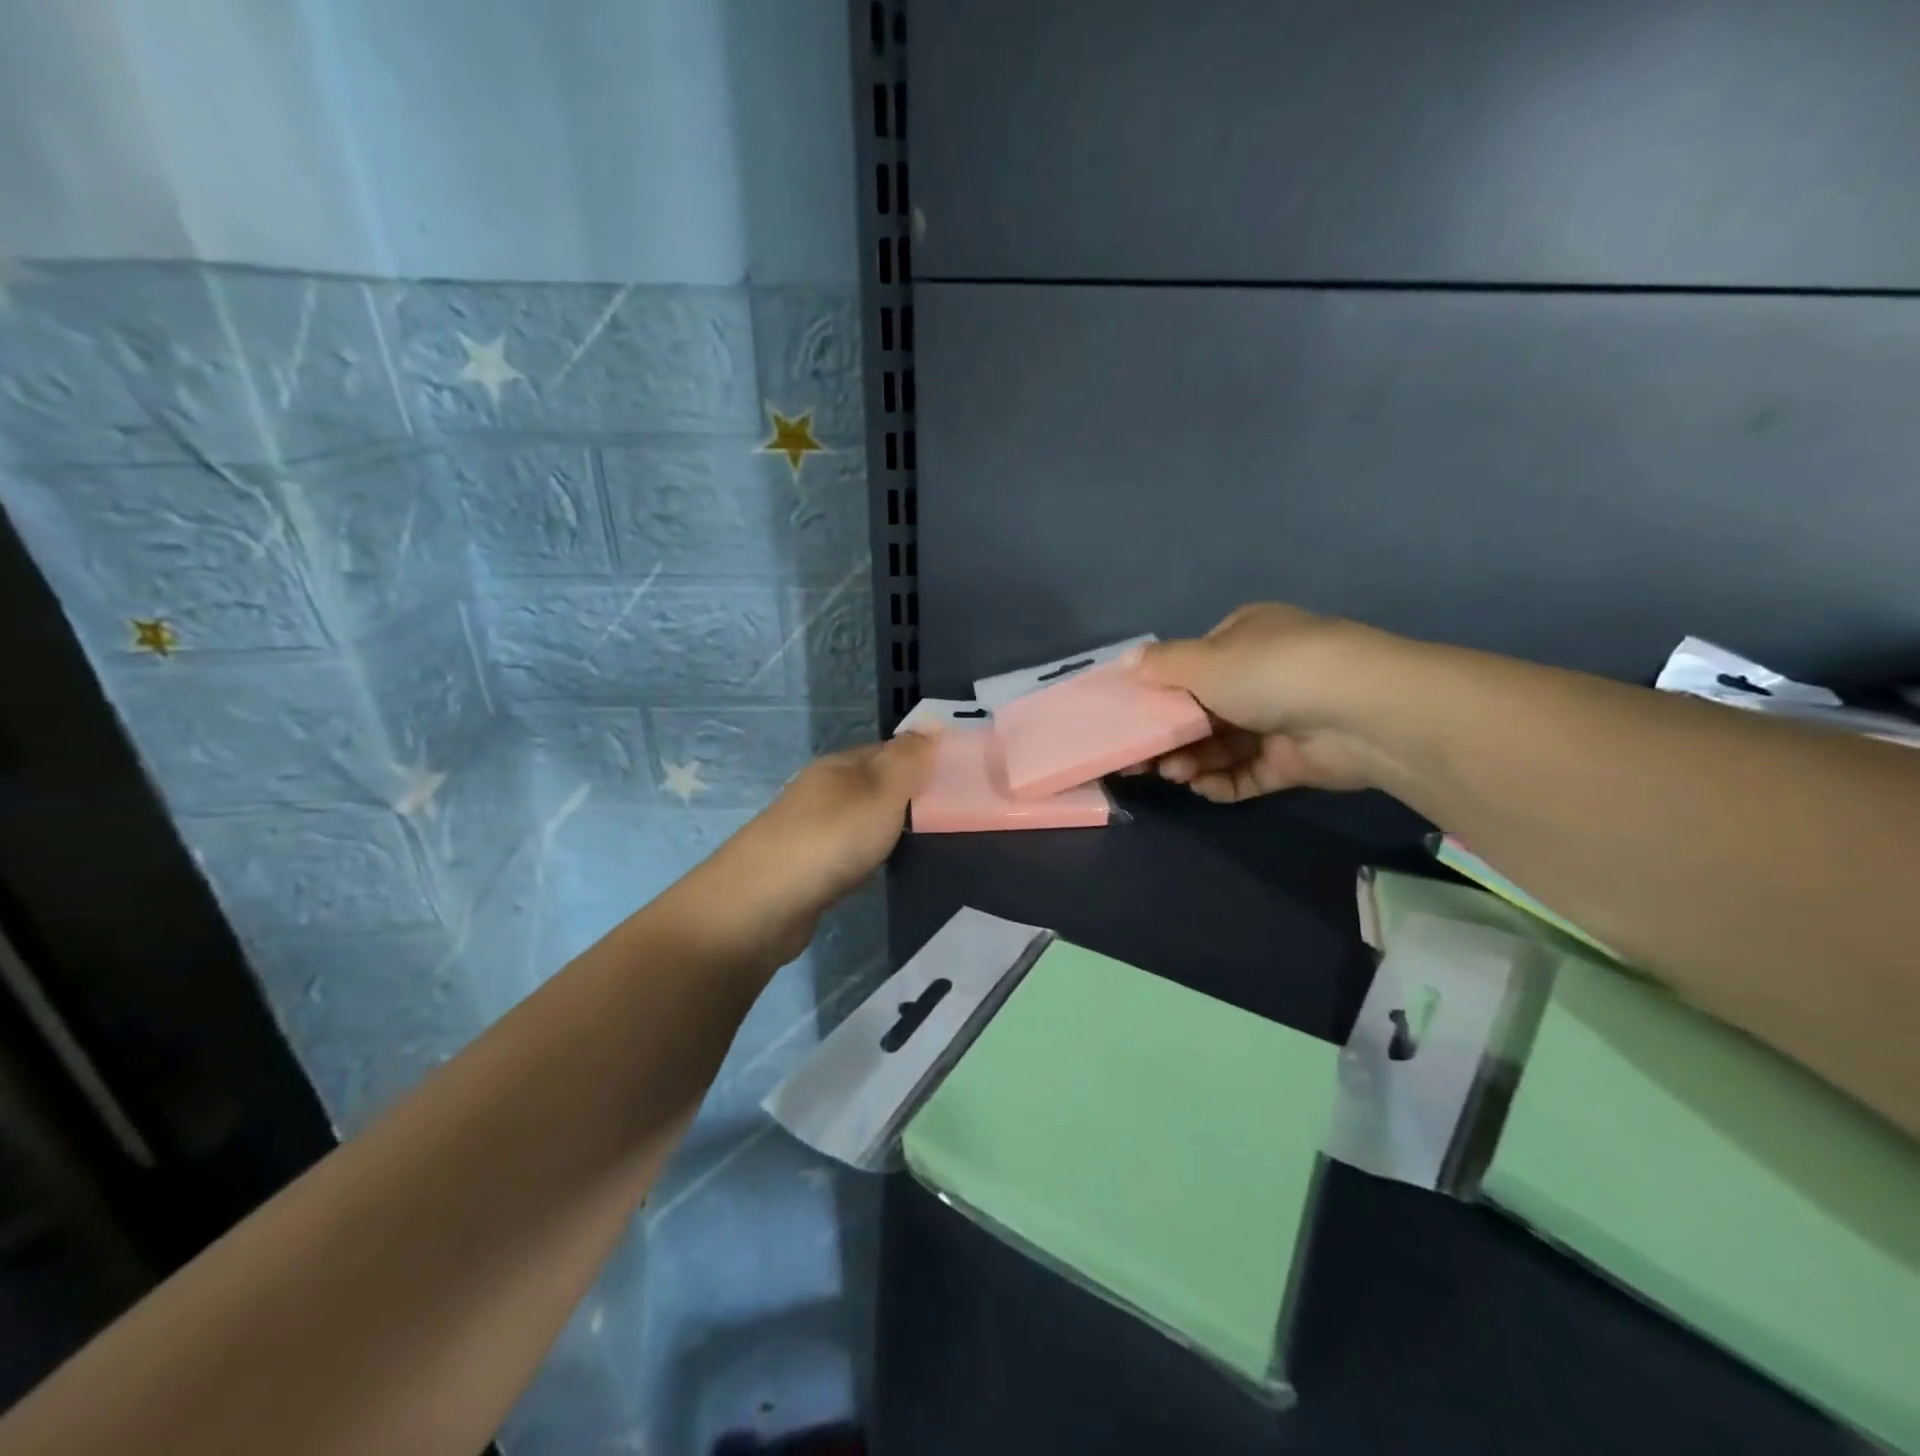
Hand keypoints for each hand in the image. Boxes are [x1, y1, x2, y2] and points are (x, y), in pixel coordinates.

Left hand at [694, 733, 935, 961]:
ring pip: (857, 819)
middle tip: (946, 816)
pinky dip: (863, 857)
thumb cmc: (832, 838)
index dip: (921, 759)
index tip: (956, 779)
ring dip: (883, 827)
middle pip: (872, 784)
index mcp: (839, 766)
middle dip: (905, 795)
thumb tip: (930, 726)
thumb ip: (909, 760)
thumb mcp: (882, 791)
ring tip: (919, 843)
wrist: (763, 904)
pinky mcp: (802, 869)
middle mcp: (821, 791)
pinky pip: (844, 852)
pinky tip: (875, 871)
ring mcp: (808, 830)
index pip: (888, 750)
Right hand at [1128, 603, 1390, 800]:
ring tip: (1173, 773)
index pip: (1193, 665)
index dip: (1159, 692)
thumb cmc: (1270, 672)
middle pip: (1202, 709)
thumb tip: (1125, 662)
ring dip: (1192, 759)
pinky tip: (1201, 787)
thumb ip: (1160, 665)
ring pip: (1221, 744)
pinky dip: (1222, 781)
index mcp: (1244, 637)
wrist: (1358, 712)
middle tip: (1140, 759)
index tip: (1131, 719)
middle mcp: (1262, 675)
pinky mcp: (1294, 760)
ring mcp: (1280, 719)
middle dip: (1170, 734)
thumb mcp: (1203, 661)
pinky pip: (1247, 772)